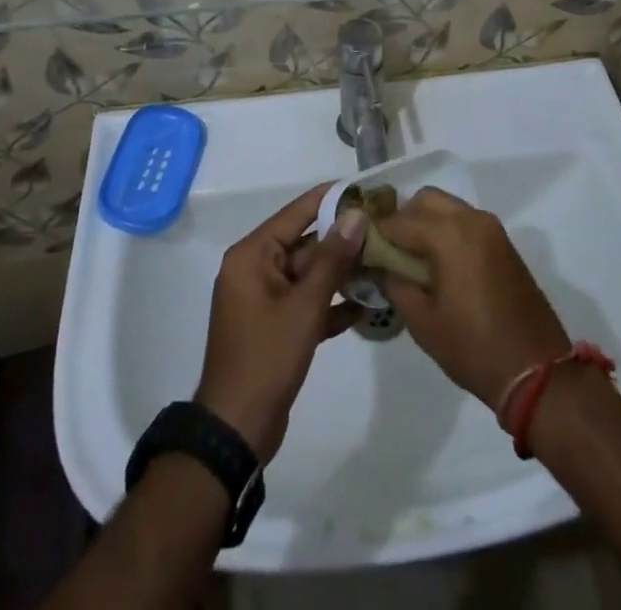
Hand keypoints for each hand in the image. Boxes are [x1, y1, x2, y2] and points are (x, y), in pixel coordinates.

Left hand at [195, 185, 367, 459]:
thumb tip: (355, 214)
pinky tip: (367, 305)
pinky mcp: (275, 326)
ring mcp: (265, 299)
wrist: (236, 431)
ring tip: (383, 263)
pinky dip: (331, 303)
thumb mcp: (304, 306)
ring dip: (342, 273)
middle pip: (305, 243)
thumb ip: (332, 259)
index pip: (296, 213)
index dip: (330, 200)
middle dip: (343, 241)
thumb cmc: (266, 358)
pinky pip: (306, 302)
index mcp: (252, 255)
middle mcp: (256, 269)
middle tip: (384, 230)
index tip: (365, 189)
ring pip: (309, 274)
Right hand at [378, 188, 569, 407]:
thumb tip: (381, 264)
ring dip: (427, 222)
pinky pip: (466, 221)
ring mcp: (491, 228)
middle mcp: (471, 219)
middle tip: (389, 250)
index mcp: (449, 234)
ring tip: (412, 258)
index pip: (400, 220)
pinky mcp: (503, 242)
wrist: (534, 369)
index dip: (376, 233)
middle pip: (426, 199)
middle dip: (403, 218)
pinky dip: (448, 229)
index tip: (361, 248)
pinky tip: (439, 262)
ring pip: (448, 207)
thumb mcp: (422, 322)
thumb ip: (395, 283)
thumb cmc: (472, 347)